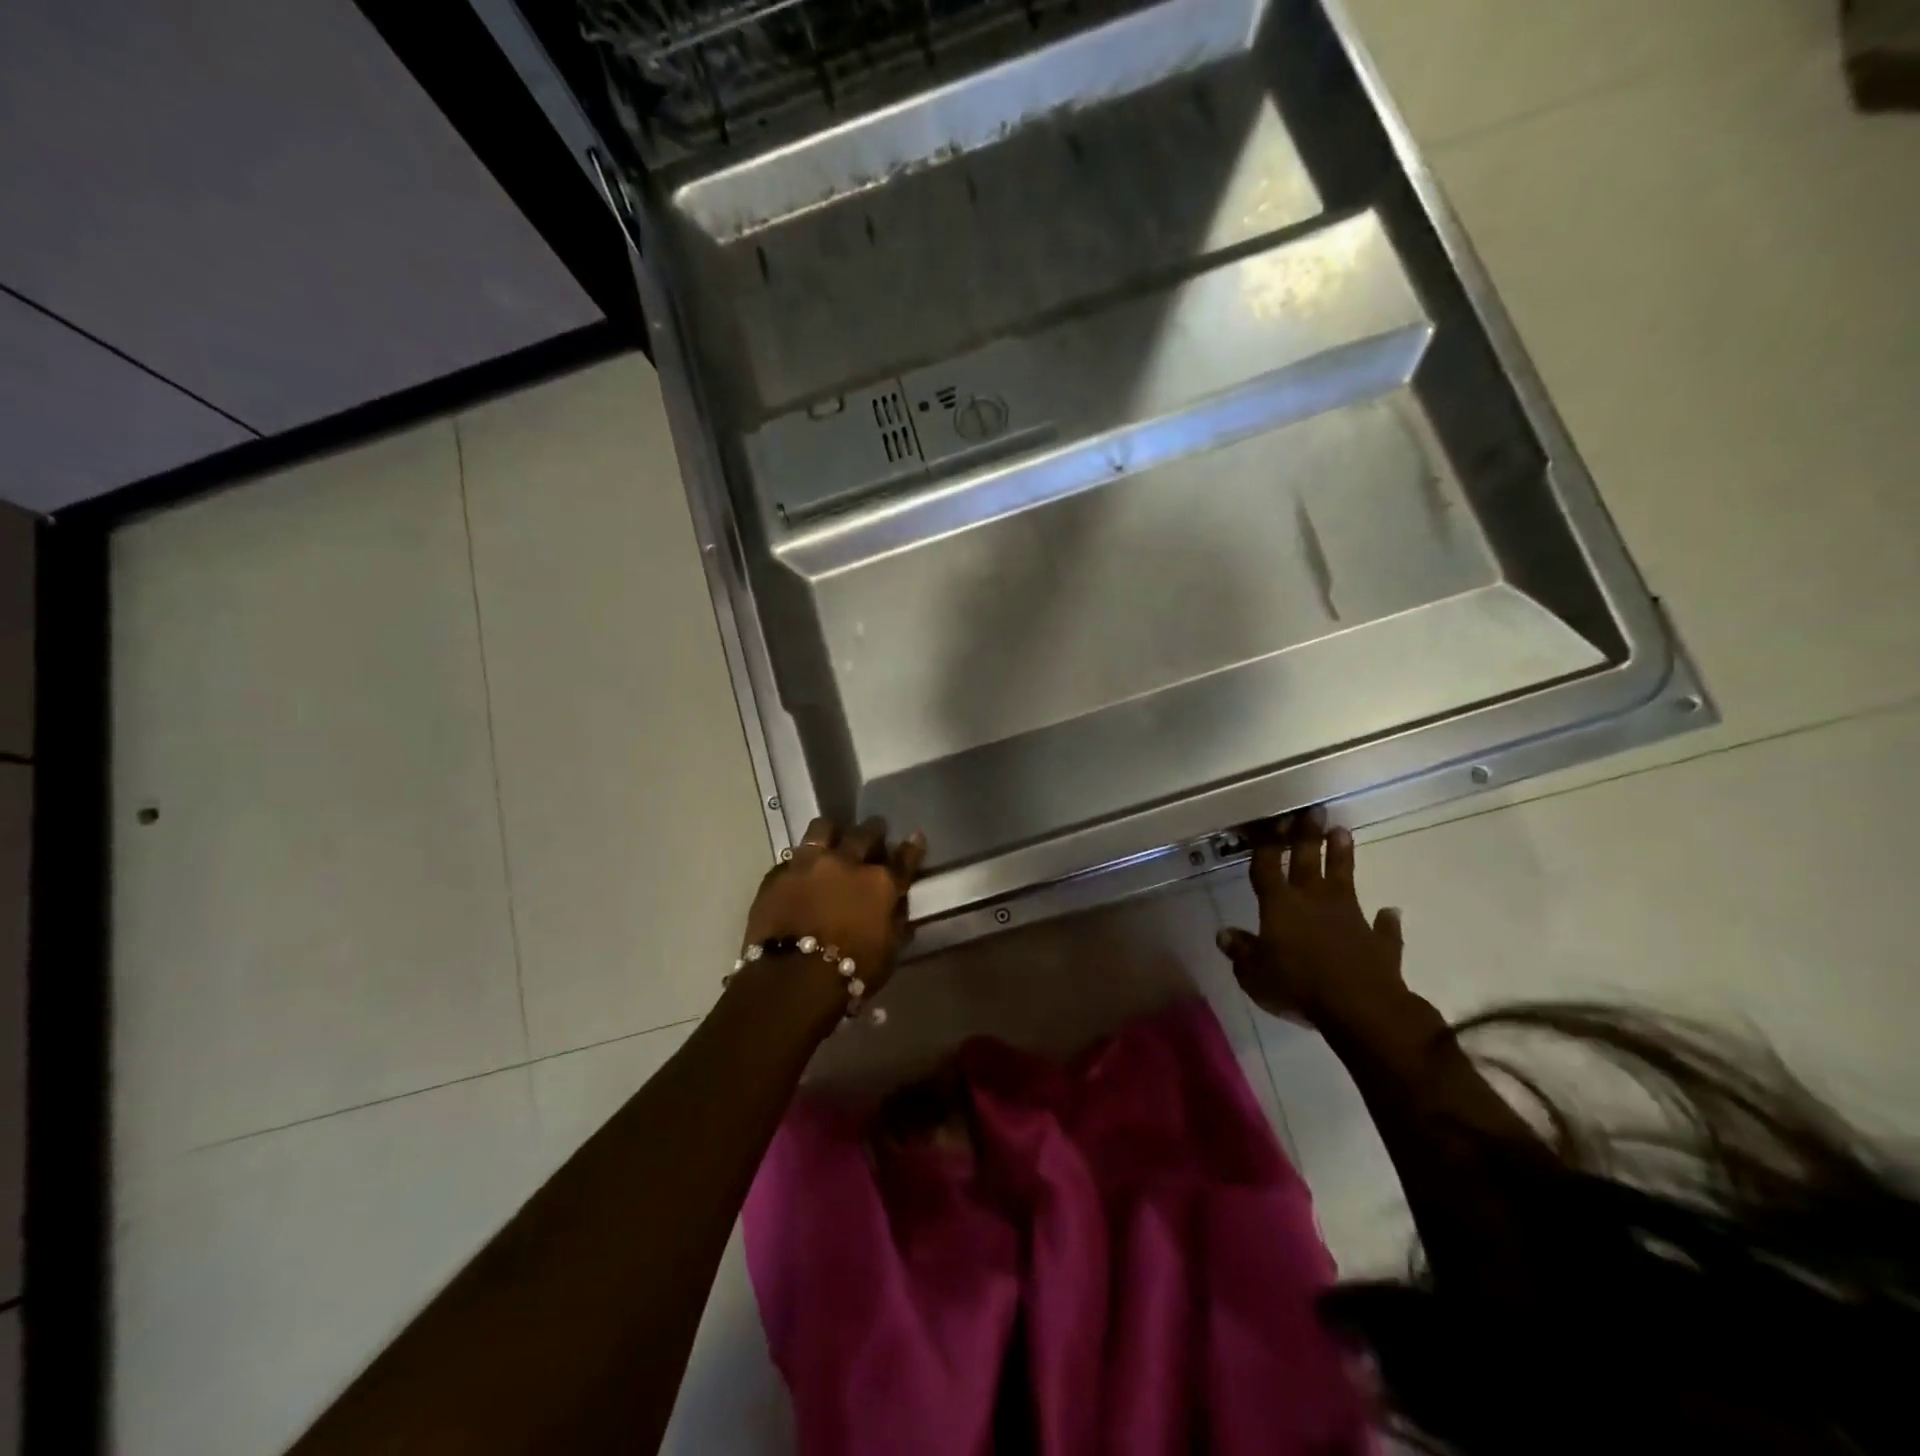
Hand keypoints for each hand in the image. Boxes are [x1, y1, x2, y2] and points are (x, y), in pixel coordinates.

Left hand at [742, 816, 925, 997]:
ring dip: (831, 833)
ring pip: (822, 829)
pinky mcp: (777, 875)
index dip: (912, 849)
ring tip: (831, 839)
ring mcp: (808, 864)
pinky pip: (790, 860)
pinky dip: (798, 865)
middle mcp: (846, 862)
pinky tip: (798, 874)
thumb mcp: (889, 952)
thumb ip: (895, 921)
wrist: (791, 980)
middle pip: (865, 833)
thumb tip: (898, 905)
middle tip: (874, 836)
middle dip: (873, 831)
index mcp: (880, 883)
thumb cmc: (850, 972)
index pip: (904, 858)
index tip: (915, 838)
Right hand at [1215, 809, 1405, 1028]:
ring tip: (1342, 832)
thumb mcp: (1254, 975)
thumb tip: (1224, 934)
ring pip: (1344, 879)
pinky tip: (1390, 913)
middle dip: (1306, 836)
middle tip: (1313, 811)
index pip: (1267, 868)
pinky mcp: (1379, 942)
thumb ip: (1241, 952)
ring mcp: (1350, 918)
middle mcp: (1313, 902)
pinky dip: (1385, 921)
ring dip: (1342, 857)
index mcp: (1279, 906)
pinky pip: (1382, 928)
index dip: (1267, 844)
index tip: (1272, 820)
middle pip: (1307, 861)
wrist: (1361, 1008)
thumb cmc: (1297, 987)